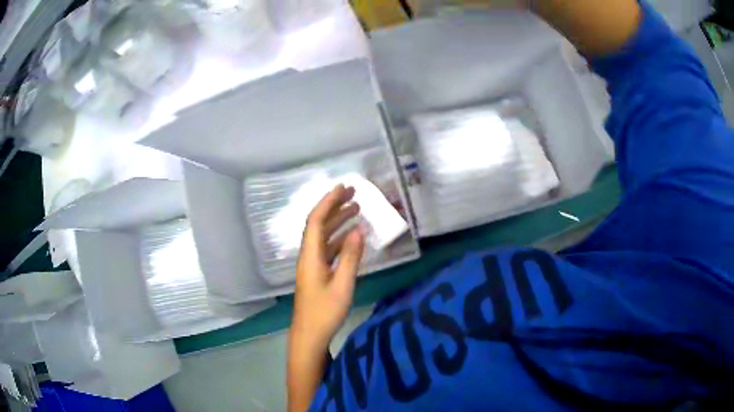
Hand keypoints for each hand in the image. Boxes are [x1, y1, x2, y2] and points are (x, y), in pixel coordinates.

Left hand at [292, 184, 364, 349]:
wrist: (309, 335)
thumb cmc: (325, 312)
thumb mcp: (343, 285)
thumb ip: (351, 257)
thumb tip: (359, 230)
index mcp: (310, 256)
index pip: (316, 220)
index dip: (328, 202)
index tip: (343, 188)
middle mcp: (309, 256)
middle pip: (319, 225)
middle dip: (335, 207)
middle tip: (353, 194)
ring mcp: (312, 265)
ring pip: (324, 236)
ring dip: (338, 222)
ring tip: (357, 210)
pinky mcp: (318, 274)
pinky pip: (328, 249)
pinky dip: (340, 239)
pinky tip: (352, 237)